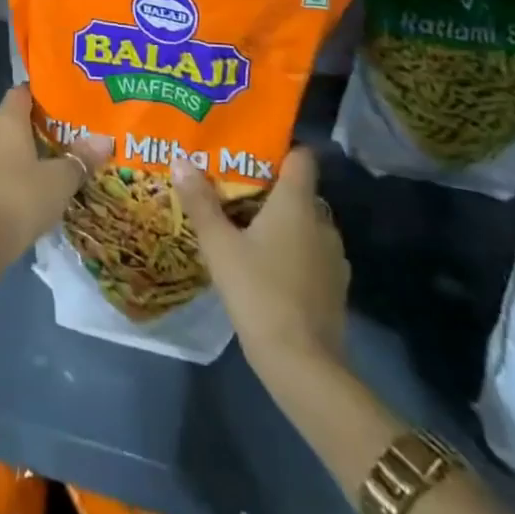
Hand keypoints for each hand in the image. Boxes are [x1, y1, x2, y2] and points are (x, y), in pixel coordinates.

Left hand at [0, 87, 111, 266]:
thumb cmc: (19, 199)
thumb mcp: (60, 180)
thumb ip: (81, 158)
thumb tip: (105, 140)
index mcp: (6, 119)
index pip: (23, 91)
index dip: (44, 93)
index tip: (68, 102)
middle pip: (15, 118)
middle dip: (41, 125)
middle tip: (71, 134)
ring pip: (6, 144)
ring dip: (28, 151)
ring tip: (58, 161)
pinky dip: (15, 171)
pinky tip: (35, 187)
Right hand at [173, 146, 348, 370]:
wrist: (304, 366)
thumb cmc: (259, 292)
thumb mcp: (219, 245)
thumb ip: (200, 201)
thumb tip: (180, 159)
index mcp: (297, 203)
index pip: (302, 157)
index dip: (280, 147)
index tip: (250, 148)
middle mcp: (322, 222)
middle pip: (299, 190)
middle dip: (269, 186)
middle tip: (233, 187)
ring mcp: (333, 257)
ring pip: (305, 223)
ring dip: (281, 221)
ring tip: (244, 225)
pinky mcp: (334, 288)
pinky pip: (311, 252)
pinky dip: (291, 250)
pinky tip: (265, 265)